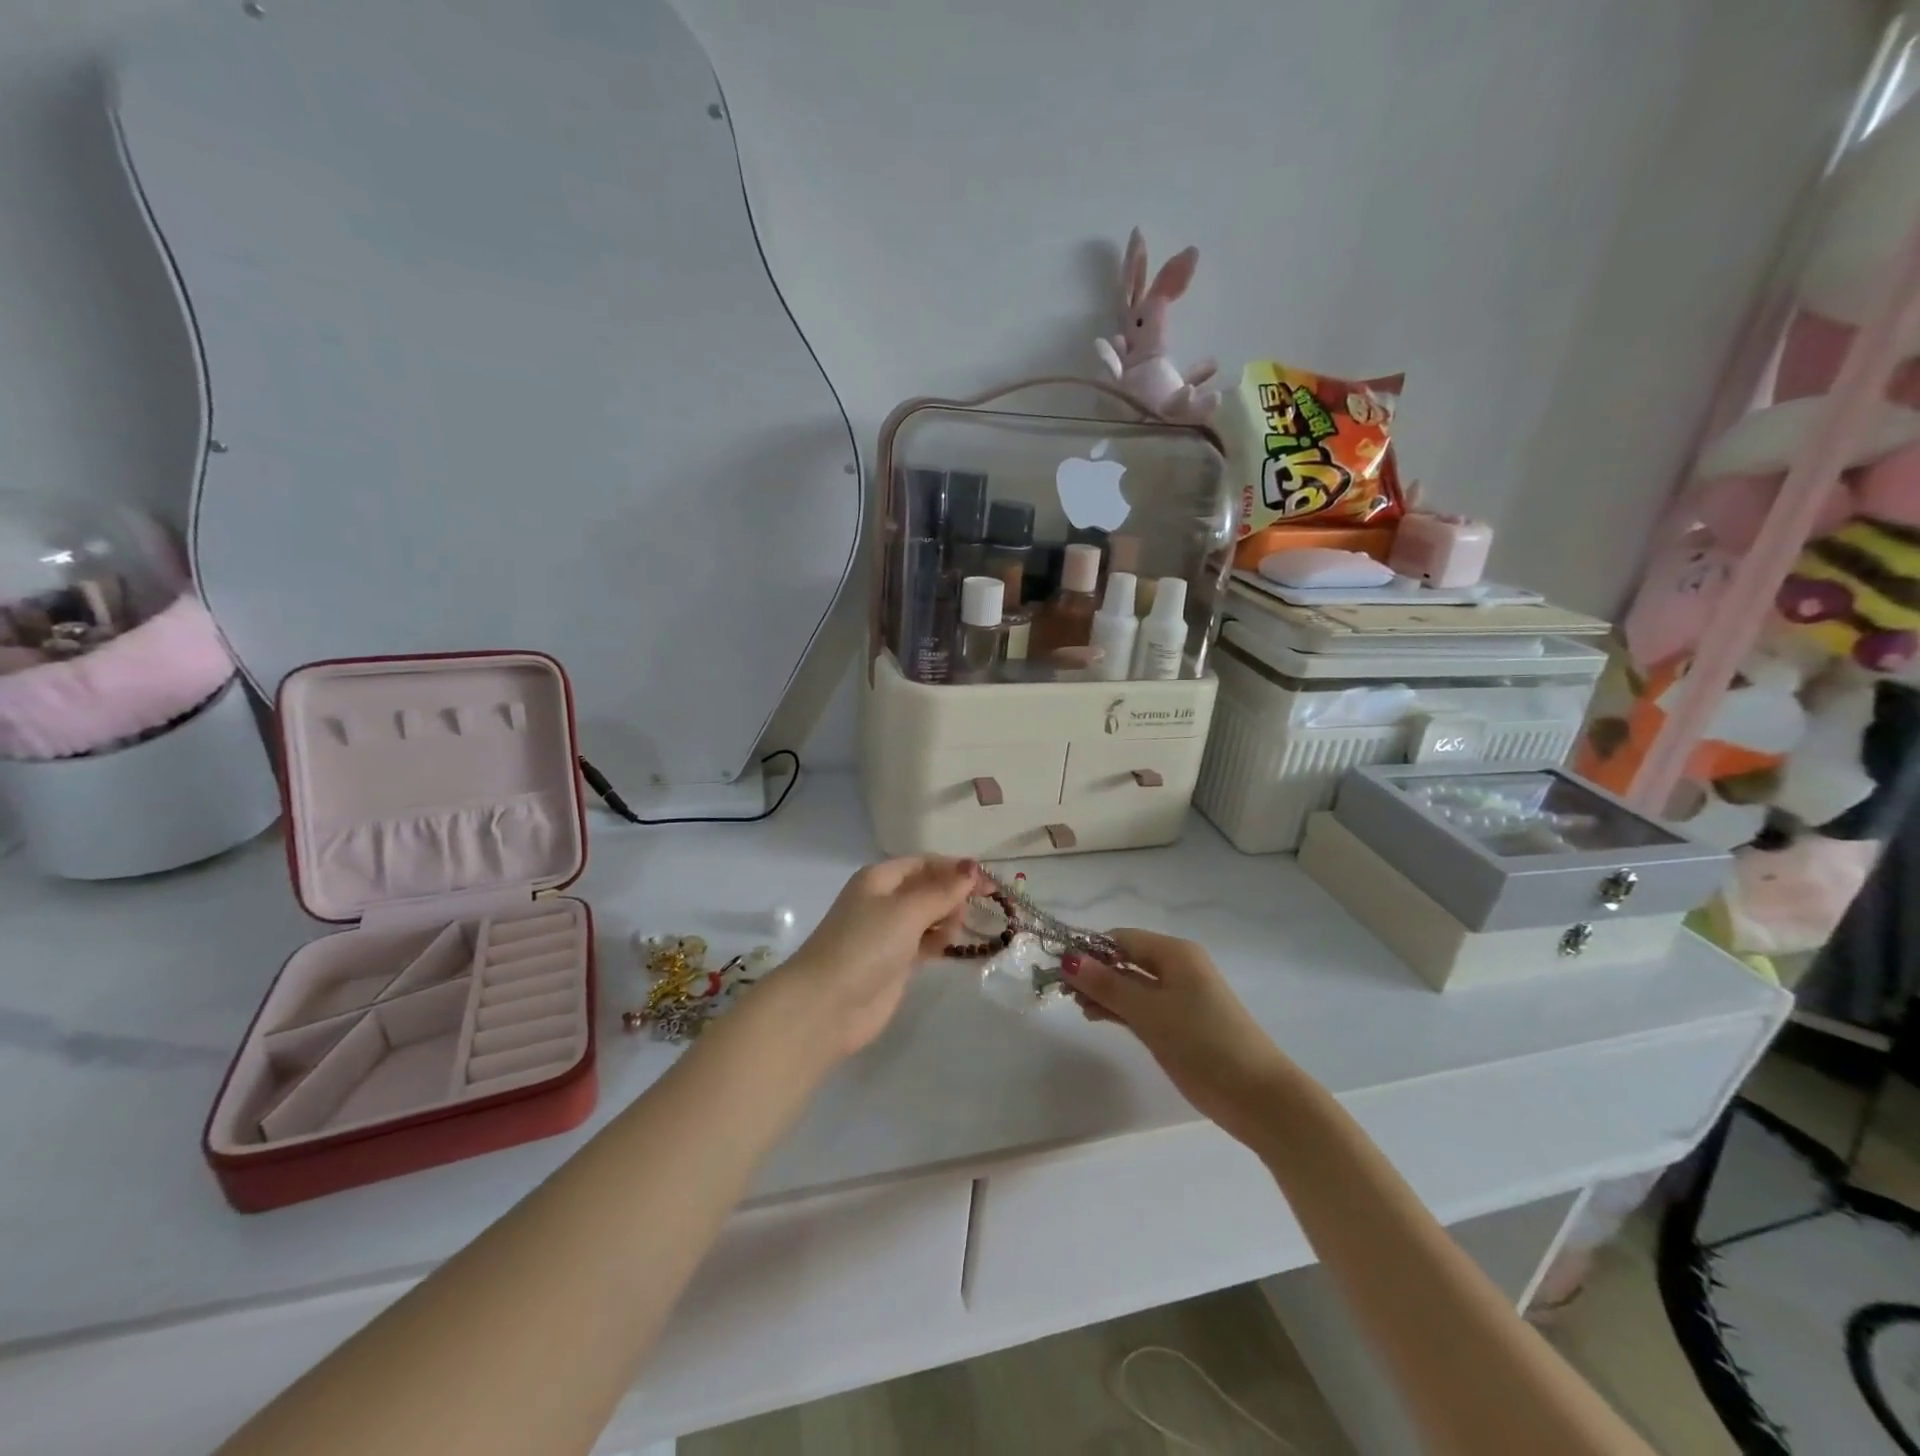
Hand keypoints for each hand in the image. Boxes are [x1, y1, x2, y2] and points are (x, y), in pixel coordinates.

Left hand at [770, 857, 980, 1057]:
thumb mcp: (906, 910)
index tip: (989, 882)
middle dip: (954, 893)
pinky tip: (955, 945)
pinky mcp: (895, 963)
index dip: (956, 868)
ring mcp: (889, 933)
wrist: (827, 1005)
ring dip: (949, 917)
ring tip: (961, 928)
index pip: (924, 862)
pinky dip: (942, 941)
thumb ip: (943, 890)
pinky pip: (926, 942)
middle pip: (928, 888)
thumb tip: (973, 867)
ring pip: (929, 916)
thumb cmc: (865, 945)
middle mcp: (883, 901)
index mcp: (879, 878)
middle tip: (980, 907)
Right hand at [1062, 929, 1293, 1147]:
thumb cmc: (1202, 1042)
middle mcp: (1178, 968)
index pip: (1121, 939)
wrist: (1258, 1096)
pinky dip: (1120, 1009)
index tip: (1058, 969)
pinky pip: (1143, 1006)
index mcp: (1175, 953)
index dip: (1089, 950)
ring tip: (1077, 1007)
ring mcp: (1180, 997)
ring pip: (1132, 985)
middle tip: (1063, 992)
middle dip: (1094, 972)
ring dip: (1104, 992)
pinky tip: (1096, 1017)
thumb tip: (1067, 959)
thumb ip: (1106, 985)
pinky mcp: (1181, 1024)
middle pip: (1126, 960)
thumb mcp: (1148, 1012)